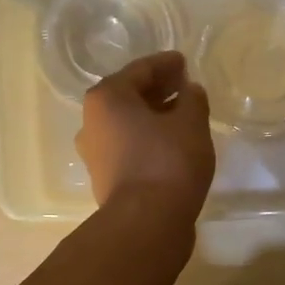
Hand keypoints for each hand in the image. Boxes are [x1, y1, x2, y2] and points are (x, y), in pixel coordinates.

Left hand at [77, 51, 214, 221]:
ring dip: (152, 117)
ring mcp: (94, 154)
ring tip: (182, 116)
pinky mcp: (105, 179)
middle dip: (157, 90)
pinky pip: (129, 147)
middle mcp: (91, 122)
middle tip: (184, 87)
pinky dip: (148, 140)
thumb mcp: (191, 123)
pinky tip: (171, 144)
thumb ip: (192, 99)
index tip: (184, 62)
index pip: (140, 70)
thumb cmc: (168, 161)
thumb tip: (189, 91)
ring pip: (127, 124)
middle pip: (128, 97)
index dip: (165, 64)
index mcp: (106, 98)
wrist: (147, 222)